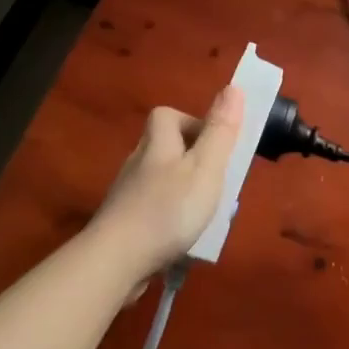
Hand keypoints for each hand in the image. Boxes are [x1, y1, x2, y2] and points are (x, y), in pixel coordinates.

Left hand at [90, 87, 244, 280]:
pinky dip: (169, 217)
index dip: (192, 122)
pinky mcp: (123, 224)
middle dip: (192, 160)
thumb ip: (220, 130)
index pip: (167, 115)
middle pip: (165, 148)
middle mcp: (138, 162)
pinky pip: (152, 209)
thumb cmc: (168, 209)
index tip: (215, 144)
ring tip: (205, 213)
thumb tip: (233, 87)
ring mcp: (127, 194)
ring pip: (160, 180)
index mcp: (158, 143)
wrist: (116, 261)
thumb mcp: (205, 167)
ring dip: (182, 190)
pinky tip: (182, 237)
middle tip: (216, 183)